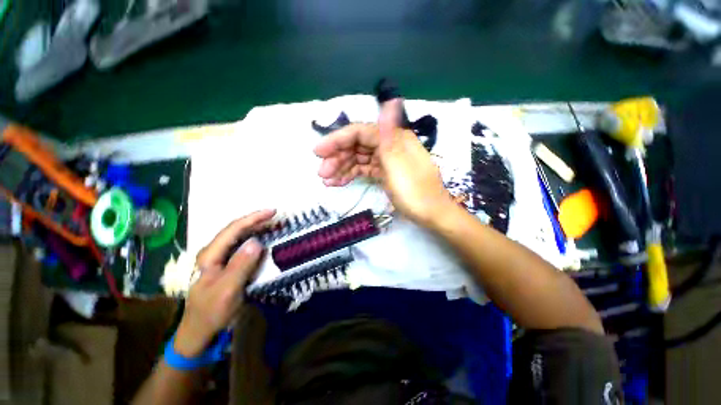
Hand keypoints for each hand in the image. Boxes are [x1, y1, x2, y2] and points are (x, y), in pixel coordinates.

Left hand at [173, 209, 274, 357]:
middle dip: (256, 220)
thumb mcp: (227, 290)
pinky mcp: (226, 266)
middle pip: (236, 230)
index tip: (272, 212)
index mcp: (210, 255)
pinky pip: (242, 248)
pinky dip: (255, 240)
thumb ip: (240, 266)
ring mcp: (219, 259)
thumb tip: (257, 242)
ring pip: (239, 237)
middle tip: (276, 217)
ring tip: (273, 225)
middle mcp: (213, 253)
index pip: (233, 229)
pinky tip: (264, 241)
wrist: (201, 332)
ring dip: (256, 229)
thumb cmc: (211, 312)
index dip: (253, 218)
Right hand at [314, 100, 452, 225]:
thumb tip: (391, 99)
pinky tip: (338, 182)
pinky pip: (364, 170)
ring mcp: (386, 160)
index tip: (318, 152)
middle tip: (321, 173)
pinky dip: (351, 175)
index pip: (360, 132)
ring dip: (341, 167)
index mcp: (394, 139)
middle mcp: (389, 145)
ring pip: (359, 159)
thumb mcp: (399, 166)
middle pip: (357, 145)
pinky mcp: (385, 173)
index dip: (338, 140)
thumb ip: (389, 135)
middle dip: (337, 157)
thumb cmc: (415, 193)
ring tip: (326, 181)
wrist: (431, 215)